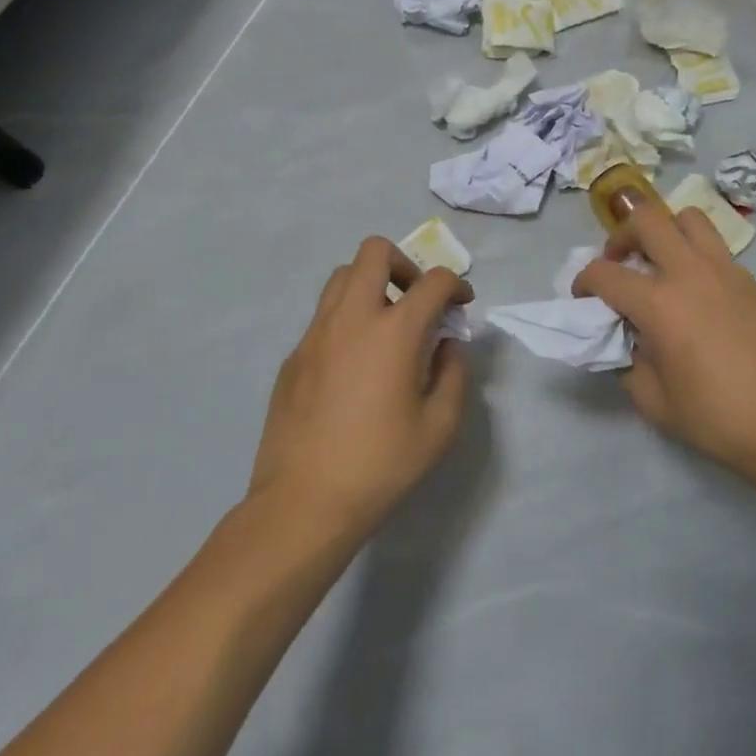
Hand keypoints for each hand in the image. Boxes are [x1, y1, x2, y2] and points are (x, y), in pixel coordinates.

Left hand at [249, 238, 473, 536]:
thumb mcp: (440, 426)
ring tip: (387, 325)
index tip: (462, 306)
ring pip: (342, 276)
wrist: (303, 503)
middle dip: (406, 264)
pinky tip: (356, 364)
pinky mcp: (293, 357)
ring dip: (371, 284)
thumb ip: (454, 373)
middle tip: (417, 301)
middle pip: (375, 252)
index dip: (456, 285)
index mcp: (394, 332)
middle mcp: (352, 318)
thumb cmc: (381, 465)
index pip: (433, 281)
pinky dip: (347, 318)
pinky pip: (323, 315)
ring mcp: (315, 334)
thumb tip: (446, 346)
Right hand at [573, 201, 755, 484]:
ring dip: (666, 232)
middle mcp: (691, 273)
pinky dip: (698, 259)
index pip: (605, 273)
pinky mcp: (754, 281)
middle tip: (621, 263)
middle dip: (622, 235)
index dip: (584, 282)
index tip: (584, 298)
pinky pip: (717, 251)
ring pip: (689, 219)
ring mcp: (728, 271)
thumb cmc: (720, 420)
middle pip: (647, 219)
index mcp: (660, 304)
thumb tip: (631, 342)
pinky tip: (703, 298)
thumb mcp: (656, 403)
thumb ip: (631, 365)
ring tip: (662, 264)